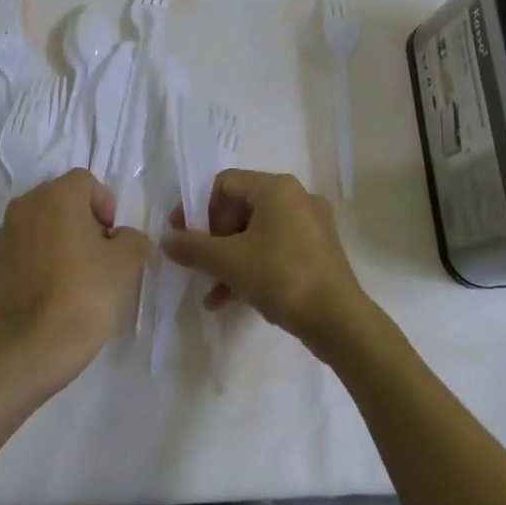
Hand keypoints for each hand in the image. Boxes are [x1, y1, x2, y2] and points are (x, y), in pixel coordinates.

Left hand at [0, 169, 148, 392]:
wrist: (33, 348)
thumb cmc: (86, 294)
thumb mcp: (127, 262)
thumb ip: (132, 238)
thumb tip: (122, 239)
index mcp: (57, 194)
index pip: (87, 182)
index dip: (106, 206)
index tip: (114, 240)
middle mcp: (26, 204)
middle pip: (63, 199)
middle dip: (84, 221)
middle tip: (101, 256)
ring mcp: (6, 234)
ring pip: (43, 223)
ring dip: (62, 238)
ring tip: (78, 275)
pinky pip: (28, 247)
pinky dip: (43, 258)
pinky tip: (56, 289)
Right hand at [162, 169, 373, 358]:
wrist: (339, 321)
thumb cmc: (281, 277)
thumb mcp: (229, 262)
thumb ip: (193, 247)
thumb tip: (166, 239)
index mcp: (276, 188)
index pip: (225, 184)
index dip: (198, 208)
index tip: (184, 237)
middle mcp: (296, 197)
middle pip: (240, 208)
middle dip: (214, 239)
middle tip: (200, 265)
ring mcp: (311, 224)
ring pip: (257, 233)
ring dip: (230, 259)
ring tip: (212, 292)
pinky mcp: (319, 250)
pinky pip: (276, 249)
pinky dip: (253, 267)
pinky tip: (233, 300)